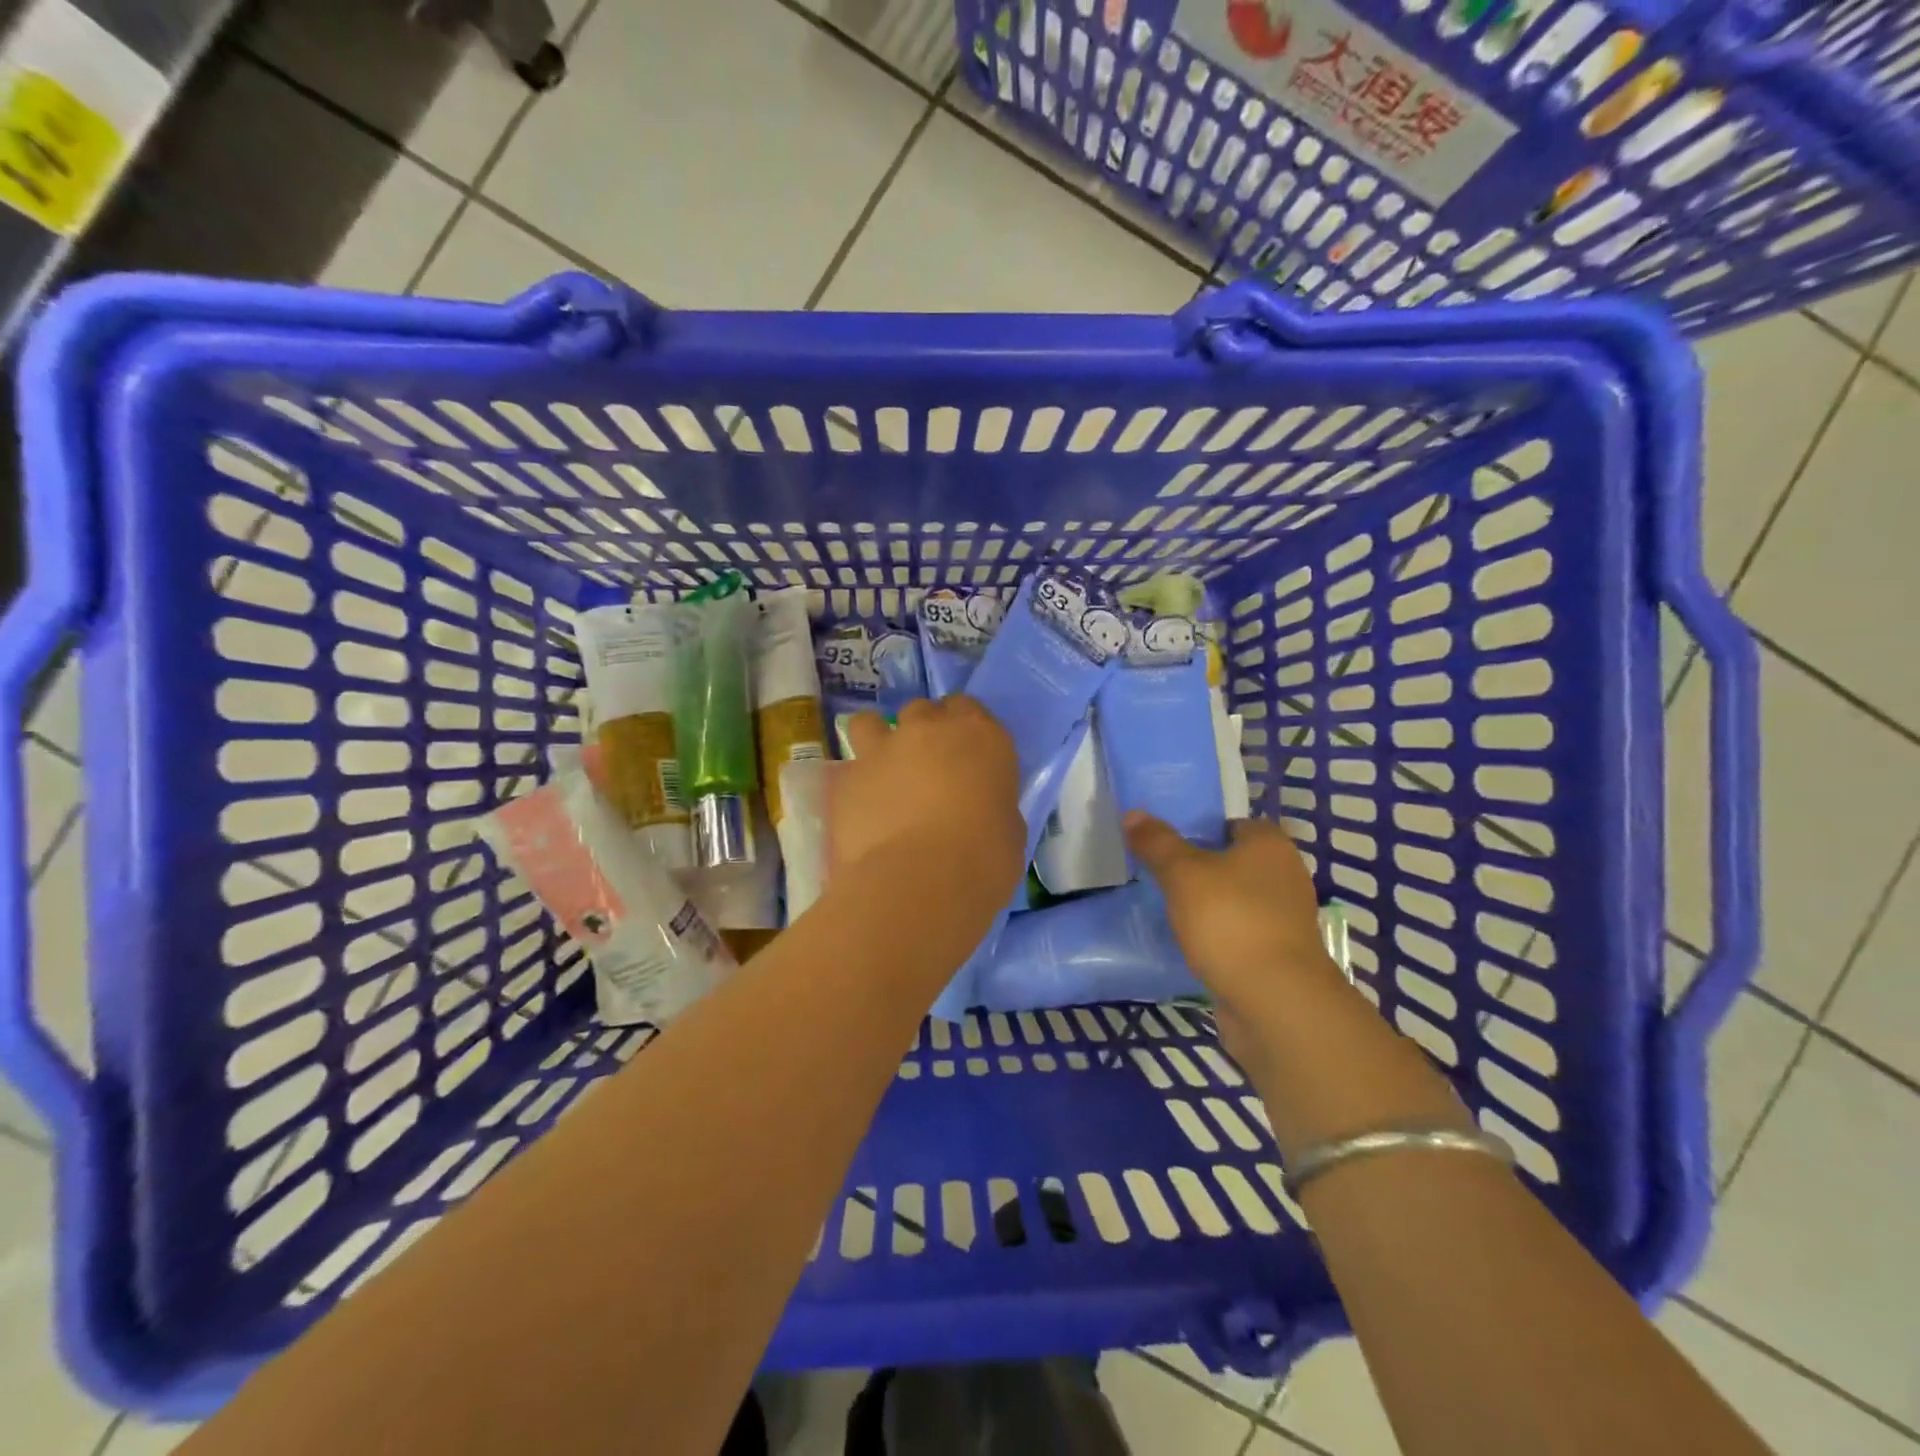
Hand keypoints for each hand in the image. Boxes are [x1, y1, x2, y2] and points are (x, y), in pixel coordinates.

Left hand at [832, 698, 1023, 912]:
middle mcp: (930, 730)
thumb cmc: (984, 859)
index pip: (969, 708)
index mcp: (980, 736)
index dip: (963, 729)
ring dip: (878, 739)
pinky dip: (857, 783)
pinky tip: (862, 810)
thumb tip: (977, 807)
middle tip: (928, 767)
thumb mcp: (1008, 828)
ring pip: (872, 722)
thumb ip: (990, 802)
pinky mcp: (848, 777)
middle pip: (923, 711)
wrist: (919, 882)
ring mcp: (883, 749)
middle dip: (924, 731)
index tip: (965, 755)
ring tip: (882, 772)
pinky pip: (850, 768)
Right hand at [1125, 813, 1343, 1018]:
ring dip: (1211, 905)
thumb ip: (1157, 842)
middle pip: (1236, 863)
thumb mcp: (1182, 873)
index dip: (1201, 830)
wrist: (1275, 1002)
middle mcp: (1286, 877)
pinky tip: (1192, 944)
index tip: (1168, 845)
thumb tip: (1133, 814)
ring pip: (1238, 900)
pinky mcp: (1280, 956)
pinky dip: (1220, 937)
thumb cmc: (1230, 921)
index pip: (1234, 824)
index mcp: (1271, 846)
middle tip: (1162, 875)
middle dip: (1202, 869)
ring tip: (1170, 910)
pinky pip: (1241, 934)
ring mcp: (1286, 920)